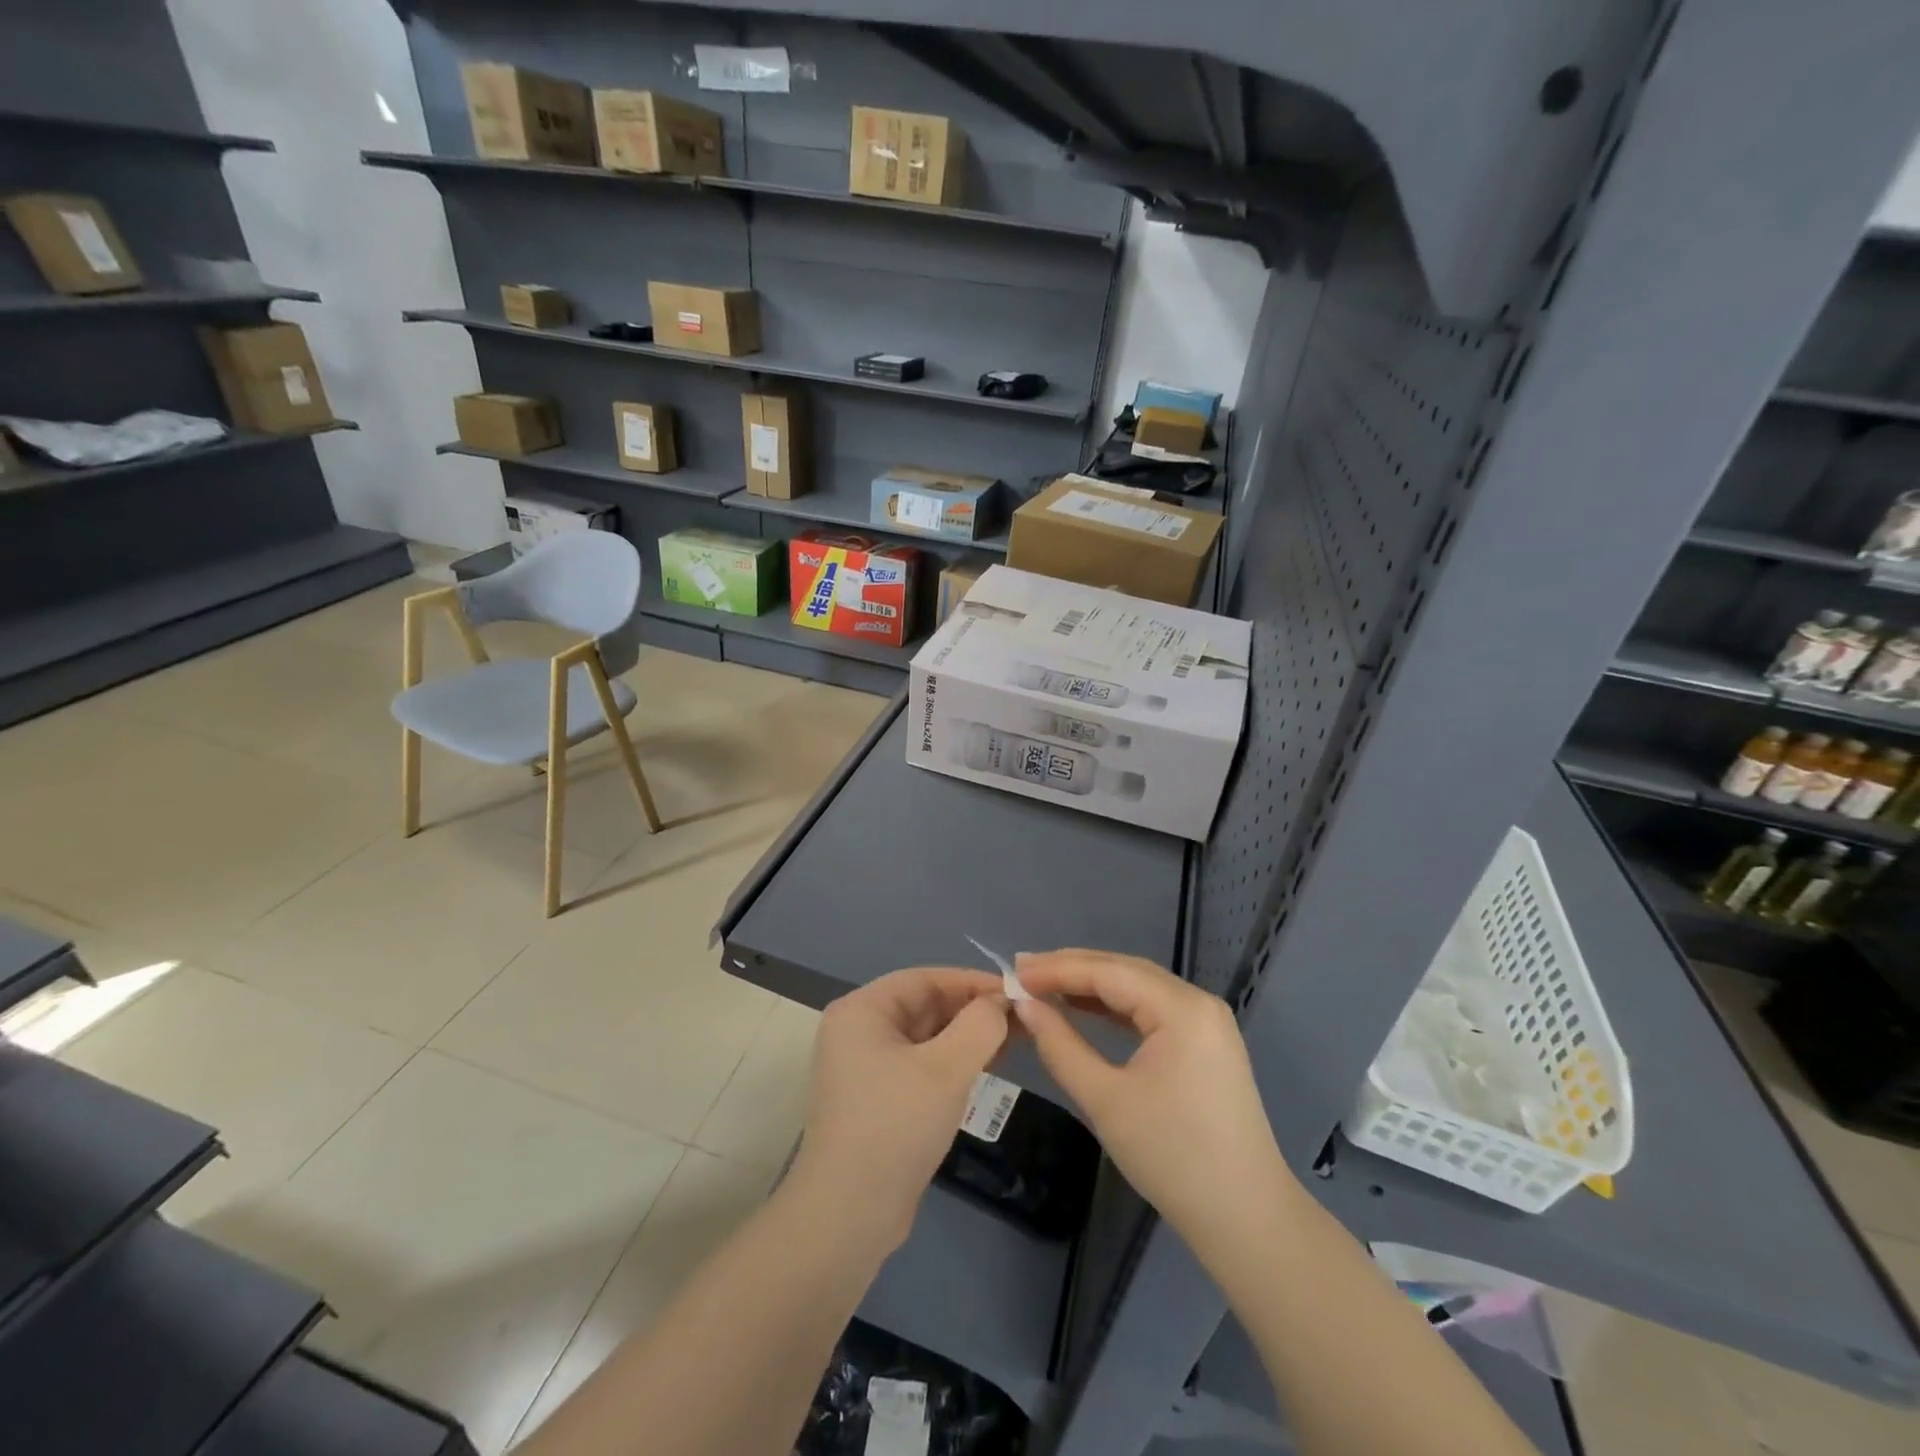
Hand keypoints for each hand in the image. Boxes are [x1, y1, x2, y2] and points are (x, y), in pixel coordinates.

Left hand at [788, 968, 1008, 1251]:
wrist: (848, 1217)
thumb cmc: (895, 1126)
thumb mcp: (946, 1069)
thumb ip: (980, 1025)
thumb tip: (1001, 1003)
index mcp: (862, 1010)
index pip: (926, 979)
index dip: (973, 982)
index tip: (1018, 992)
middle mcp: (859, 1031)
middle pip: (926, 1005)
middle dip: (974, 1011)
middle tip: (1025, 1020)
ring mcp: (865, 1067)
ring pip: (927, 1037)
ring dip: (968, 1037)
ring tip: (1016, 1041)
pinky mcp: (877, 1100)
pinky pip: (921, 1065)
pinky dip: (953, 1063)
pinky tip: (987, 1068)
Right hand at [1012, 949, 1300, 1261]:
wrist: (1245, 1219)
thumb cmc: (1173, 1157)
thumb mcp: (1106, 1100)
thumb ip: (1060, 1045)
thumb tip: (1024, 1005)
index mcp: (1181, 1008)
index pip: (1108, 971)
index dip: (1057, 968)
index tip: (1012, 971)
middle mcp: (1198, 1001)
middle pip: (1125, 970)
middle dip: (1072, 969)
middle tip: (1022, 972)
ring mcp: (1206, 1021)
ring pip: (1138, 987)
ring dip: (1091, 985)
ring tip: (1043, 985)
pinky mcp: (1205, 1043)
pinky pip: (1152, 1009)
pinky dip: (1115, 1007)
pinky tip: (1083, 1009)